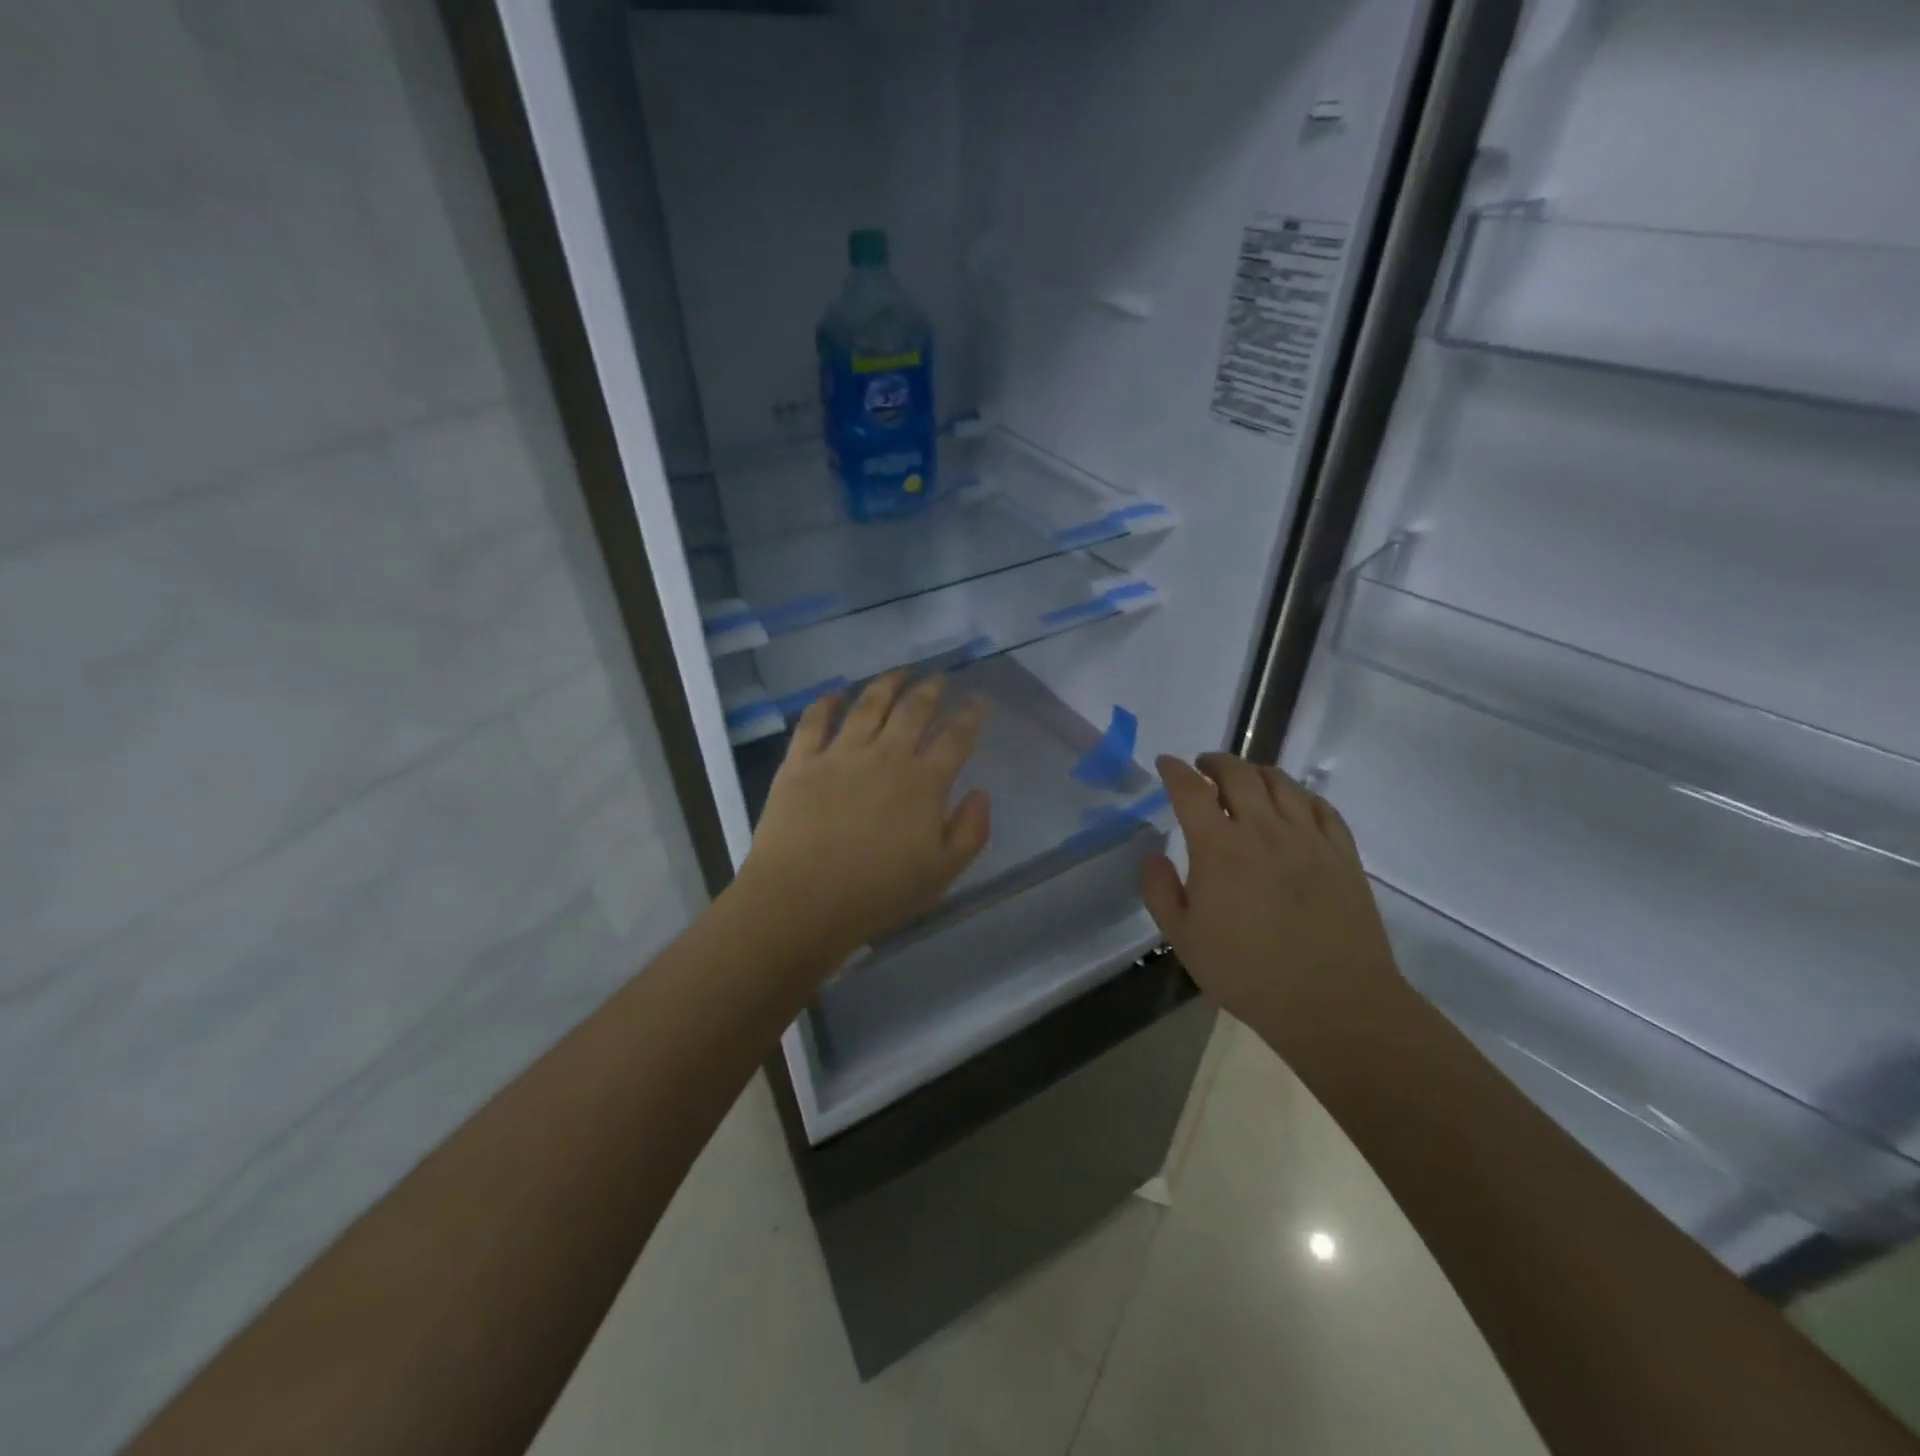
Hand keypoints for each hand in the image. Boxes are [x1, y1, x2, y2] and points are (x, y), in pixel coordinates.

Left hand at [731, 671, 991, 967]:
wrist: (802, 899)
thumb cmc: (877, 893)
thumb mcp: (942, 874)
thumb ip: (970, 831)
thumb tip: (980, 793)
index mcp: (924, 782)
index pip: (956, 738)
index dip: (971, 715)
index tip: (979, 701)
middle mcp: (886, 756)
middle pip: (913, 710)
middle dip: (931, 689)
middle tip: (939, 677)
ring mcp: (840, 753)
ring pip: (868, 704)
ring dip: (887, 684)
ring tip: (899, 672)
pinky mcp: (801, 761)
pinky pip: (814, 720)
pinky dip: (827, 701)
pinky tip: (836, 693)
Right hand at [1140, 753, 1407, 1056]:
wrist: (1332, 1002)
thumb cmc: (1248, 973)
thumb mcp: (1183, 940)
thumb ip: (1160, 892)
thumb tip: (1153, 857)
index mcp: (1218, 848)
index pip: (1191, 790)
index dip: (1174, 770)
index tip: (1166, 763)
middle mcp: (1263, 830)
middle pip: (1239, 774)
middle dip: (1215, 762)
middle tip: (1204, 767)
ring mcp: (1308, 838)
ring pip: (1281, 783)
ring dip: (1256, 772)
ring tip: (1246, 779)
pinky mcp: (1342, 853)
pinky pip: (1321, 806)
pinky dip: (1300, 794)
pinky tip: (1294, 803)